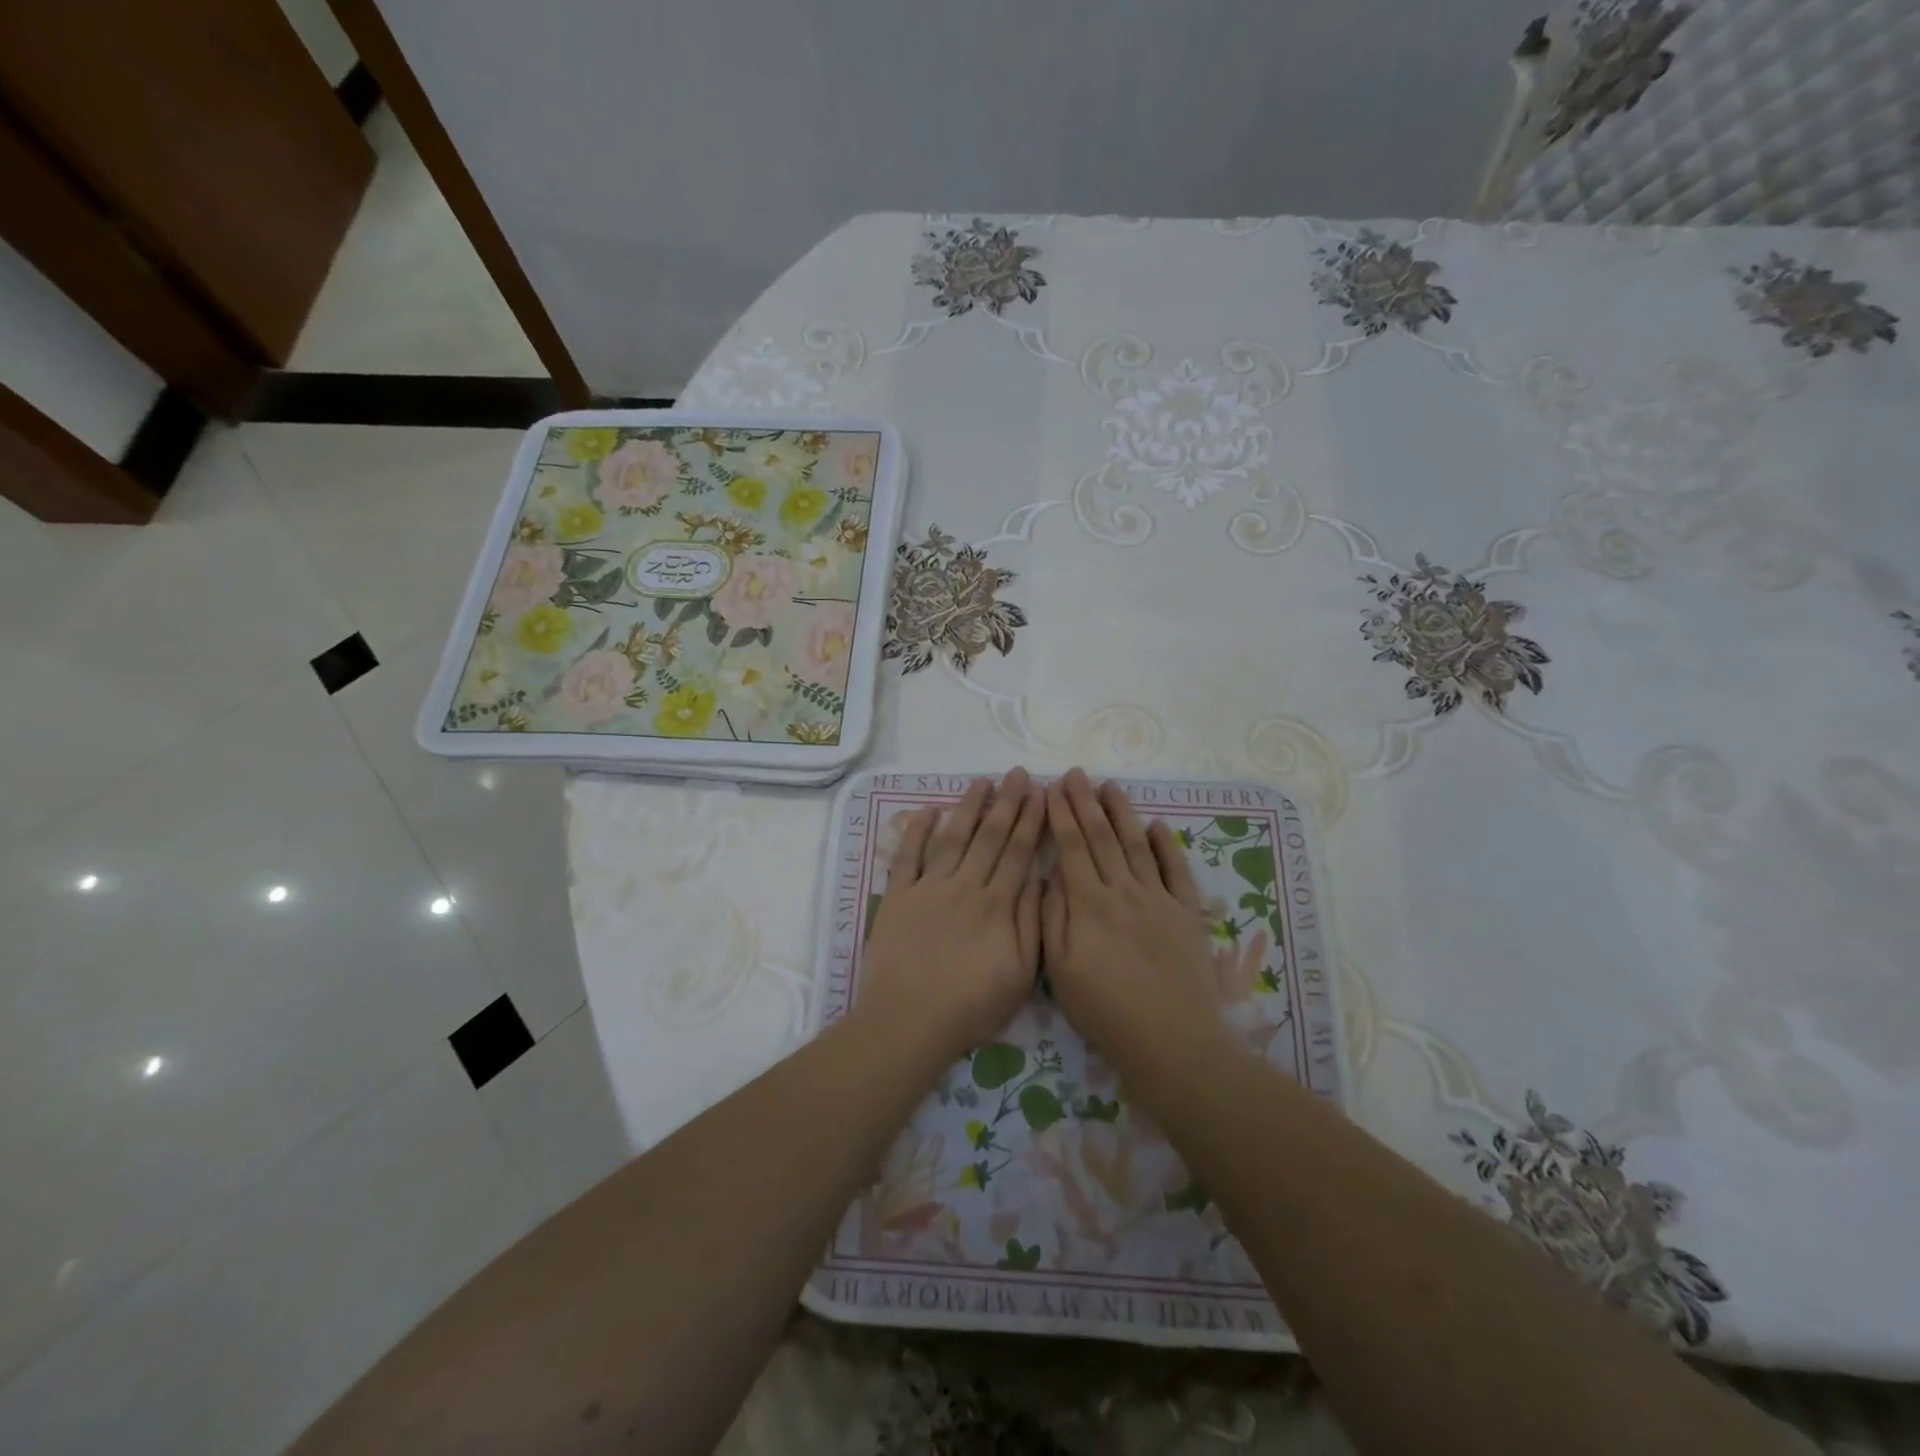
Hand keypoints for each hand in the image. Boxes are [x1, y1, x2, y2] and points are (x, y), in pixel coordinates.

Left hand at [858, 768, 1044, 1065]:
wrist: (908, 1021)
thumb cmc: (970, 1006)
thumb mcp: (1019, 974)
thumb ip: (1031, 923)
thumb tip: (1039, 879)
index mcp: (997, 905)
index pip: (1018, 852)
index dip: (1031, 820)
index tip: (1041, 793)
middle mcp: (965, 886)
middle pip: (989, 837)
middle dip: (1007, 803)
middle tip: (1018, 773)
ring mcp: (928, 888)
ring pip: (953, 838)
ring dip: (968, 807)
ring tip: (982, 781)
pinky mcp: (898, 897)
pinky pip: (907, 857)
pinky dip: (916, 831)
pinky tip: (927, 810)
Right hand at [1041, 769, 1224, 1073]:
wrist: (1171, 1040)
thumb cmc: (1106, 1010)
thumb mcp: (1061, 970)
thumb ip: (1053, 918)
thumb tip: (1050, 876)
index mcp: (1089, 905)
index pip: (1072, 848)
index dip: (1061, 815)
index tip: (1052, 788)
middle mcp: (1124, 892)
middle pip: (1102, 838)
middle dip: (1086, 803)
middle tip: (1076, 773)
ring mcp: (1159, 900)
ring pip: (1137, 846)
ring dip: (1122, 813)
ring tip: (1111, 786)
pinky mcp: (1186, 914)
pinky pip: (1176, 871)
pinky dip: (1167, 846)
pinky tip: (1158, 826)